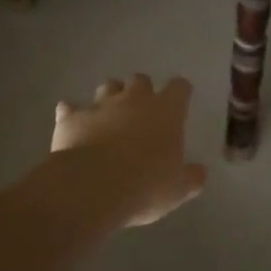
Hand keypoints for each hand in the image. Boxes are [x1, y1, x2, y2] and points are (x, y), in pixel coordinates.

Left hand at [48, 74, 207, 226]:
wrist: (93, 186)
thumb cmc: (145, 186)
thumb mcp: (177, 189)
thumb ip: (191, 177)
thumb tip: (200, 172)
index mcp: (166, 111)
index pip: (179, 87)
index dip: (180, 92)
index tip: (180, 101)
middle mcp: (134, 99)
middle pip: (140, 80)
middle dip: (141, 91)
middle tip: (141, 113)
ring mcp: (100, 105)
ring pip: (108, 87)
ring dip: (110, 98)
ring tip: (109, 118)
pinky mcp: (72, 117)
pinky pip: (70, 108)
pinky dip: (73, 114)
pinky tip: (72, 125)